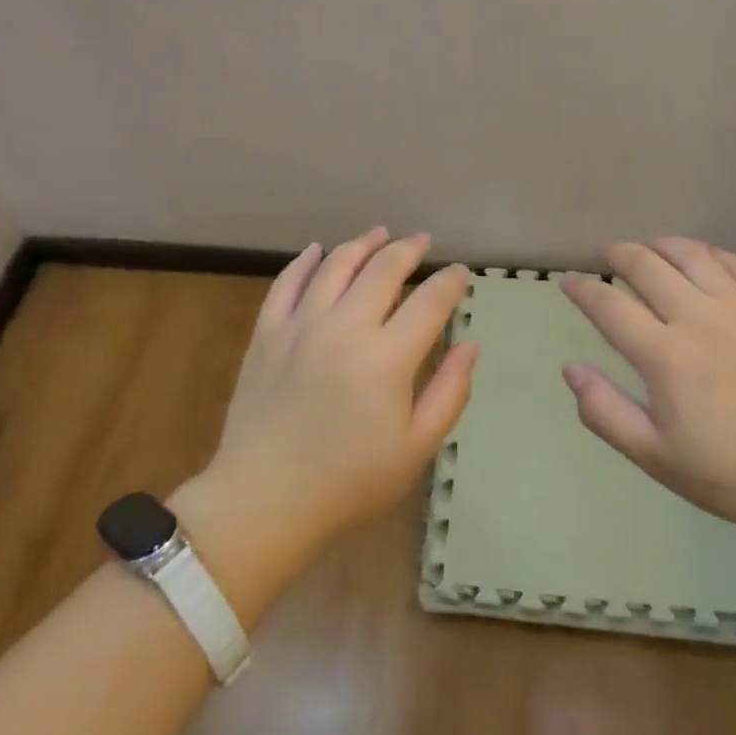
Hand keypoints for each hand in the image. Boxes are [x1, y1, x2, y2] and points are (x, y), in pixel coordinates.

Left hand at [204, 228, 476, 554]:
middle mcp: (345, 327)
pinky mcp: (267, 333)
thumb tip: (471, 345)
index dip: (450, 282)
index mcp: (388, 357)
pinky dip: (305, 261)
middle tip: (422, 242)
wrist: (264, 500)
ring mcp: (301, 325)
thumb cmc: (349, 481)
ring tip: (379, 234)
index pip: (429, 302)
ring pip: (335, 265)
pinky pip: (287, 283)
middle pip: (383, 269)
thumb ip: (449, 392)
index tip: (461, 273)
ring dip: (361, 244)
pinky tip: (317, 250)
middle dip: (408, 250)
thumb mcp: (416, 448)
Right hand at [560, 238, 735, 544]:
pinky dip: (708, 253)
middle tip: (605, 254)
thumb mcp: (657, 458)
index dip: (583, 289)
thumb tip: (570, 369)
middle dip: (618, 254)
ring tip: (647, 247)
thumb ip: (606, 412)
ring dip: (660, 244)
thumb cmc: (734, 474)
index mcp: (666, 357)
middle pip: (647, 266)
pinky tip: (700, 257)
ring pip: (691, 255)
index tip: (568, 281)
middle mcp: (699, 318)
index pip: (610, 306)